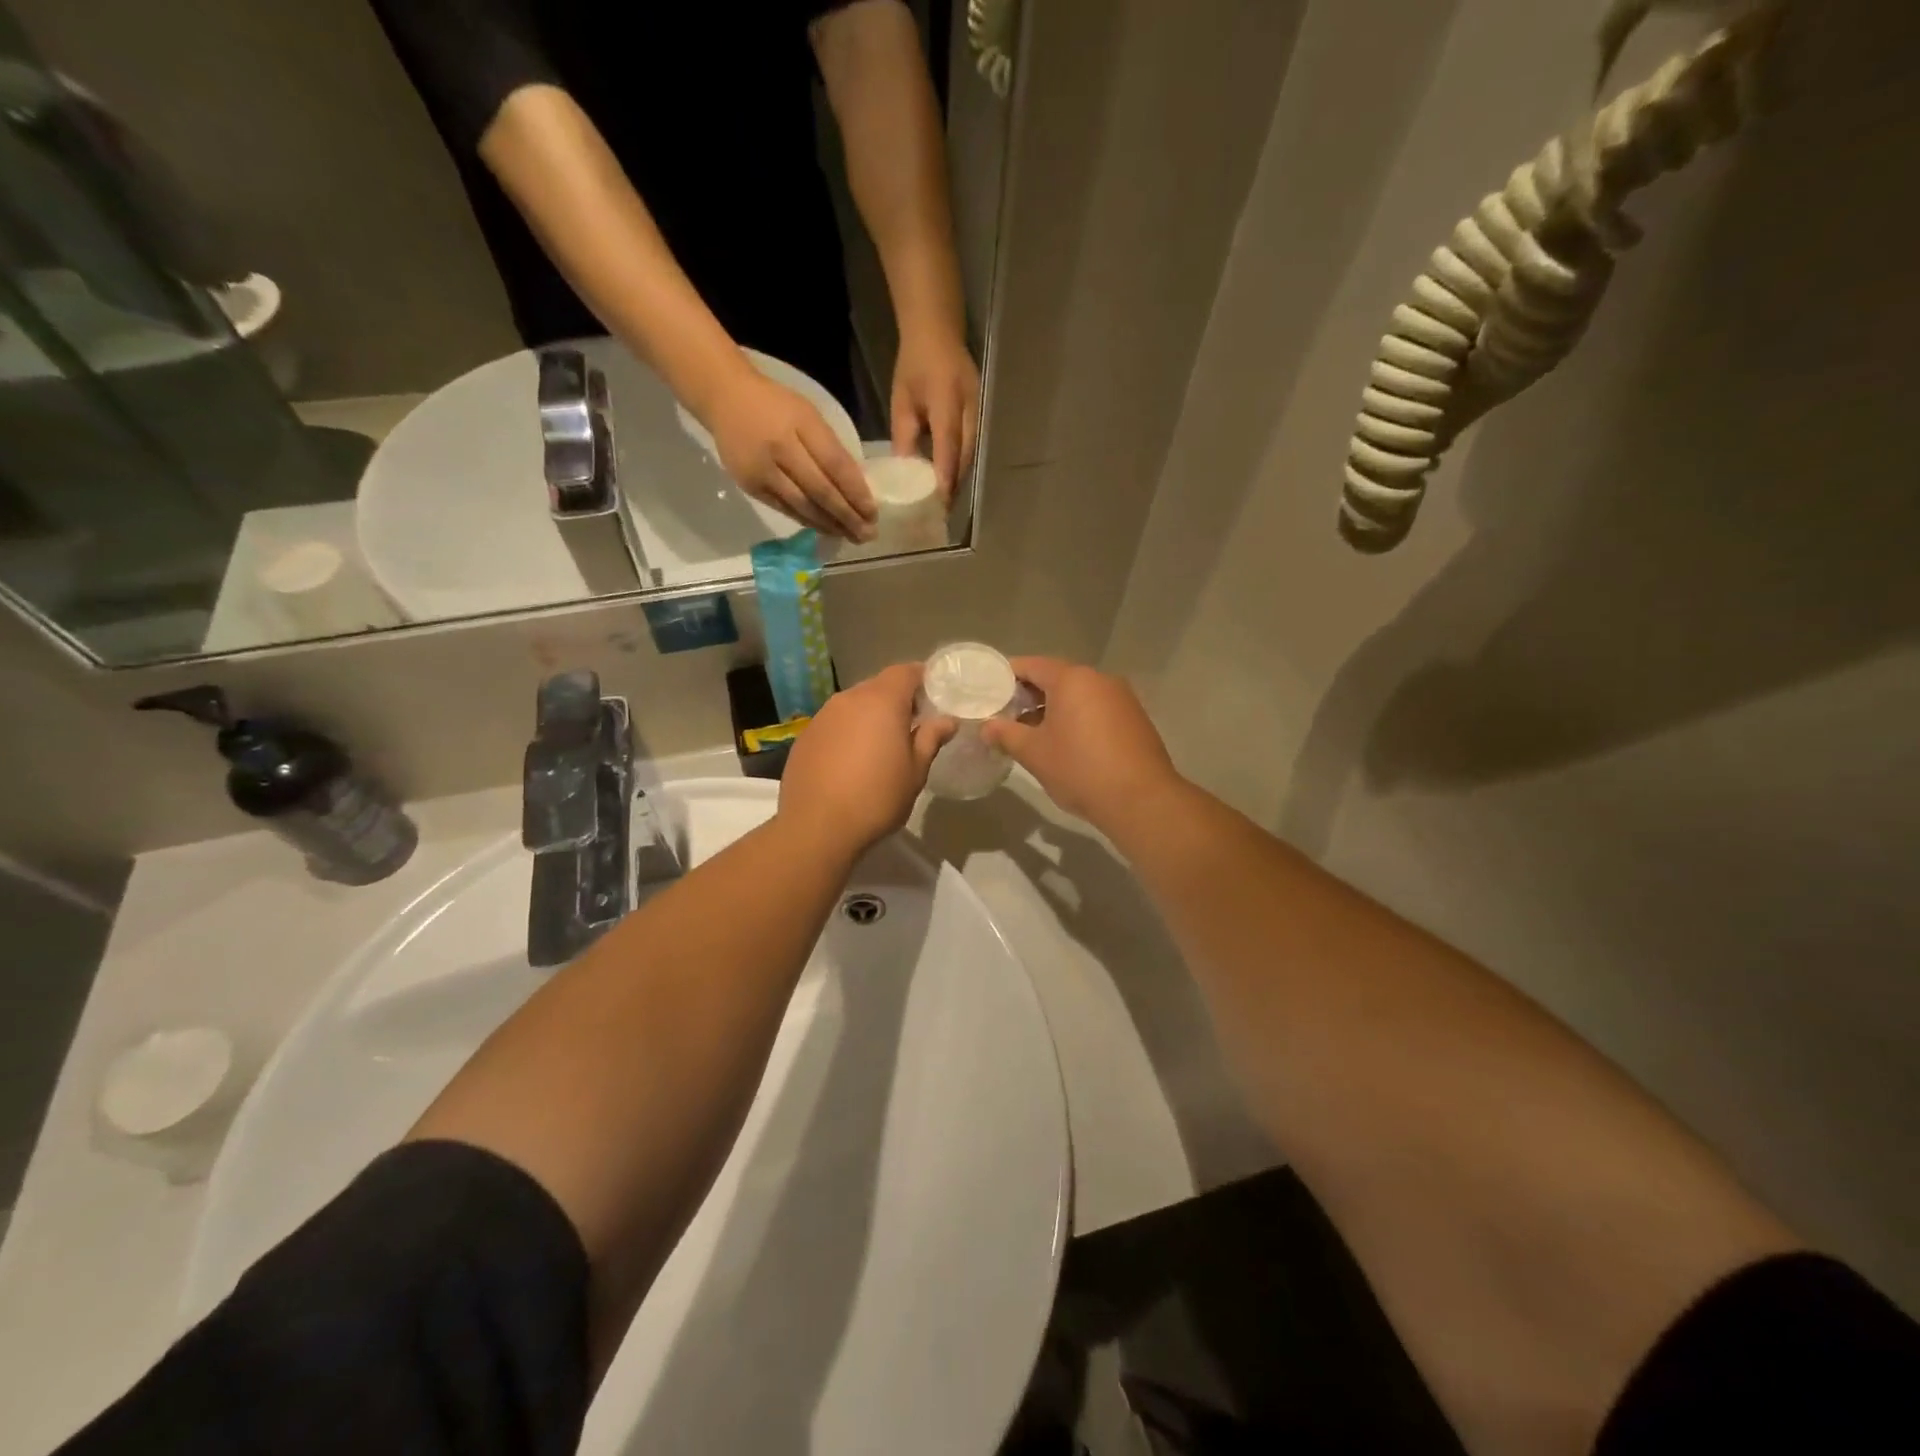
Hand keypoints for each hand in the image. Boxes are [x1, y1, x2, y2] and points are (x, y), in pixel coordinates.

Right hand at [708, 367, 877, 540]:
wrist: (724, 398)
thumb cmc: (775, 405)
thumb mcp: (808, 415)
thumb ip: (830, 448)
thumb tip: (856, 488)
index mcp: (800, 425)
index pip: (835, 465)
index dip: (856, 492)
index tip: (873, 512)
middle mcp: (780, 449)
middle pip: (821, 491)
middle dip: (847, 516)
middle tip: (868, 534)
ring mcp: (763, 471)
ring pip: (803, 506)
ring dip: (830, 525)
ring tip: (851, 537)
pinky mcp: (751, 487)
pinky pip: (786, 509)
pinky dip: (808, 521)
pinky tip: (826, 529)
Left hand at [779, 664, 955, 856]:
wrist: (816, 827)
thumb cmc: (877, 798)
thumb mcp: (915, 771)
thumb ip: (931, 739)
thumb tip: (947, 720)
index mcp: (882, 701)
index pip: (906, 671)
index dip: (922, 679)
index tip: (935, 697)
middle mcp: (849, 699)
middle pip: (879, 685)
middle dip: (897, 699)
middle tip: (913, 725)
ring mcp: (823, 716)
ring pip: (854, 704)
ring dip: (870, 716)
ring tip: (881, 745)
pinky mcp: (806, 736)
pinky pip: (835, 723)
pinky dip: (848, 732)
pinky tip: (851, 761)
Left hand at [891, 325, 979, 500]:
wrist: (938, 331)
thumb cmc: (914, 365)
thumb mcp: (902, 401)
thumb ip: (905, 436)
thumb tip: (904, 471)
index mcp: (947, 404)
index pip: (948, 450)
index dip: (944, 479)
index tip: (938, 505)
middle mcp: (969, 411)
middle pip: (964, 458)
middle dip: (953, 486)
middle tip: (939, 512)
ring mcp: (978, 412)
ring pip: (971, 455)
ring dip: (958, 479)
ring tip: (945, 501)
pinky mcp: (979, 414)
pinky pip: (972, 446)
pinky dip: (961, 465)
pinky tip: (950, 478)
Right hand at [982, 658, 1182, 829]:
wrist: (1141, 799)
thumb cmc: (1080, 769)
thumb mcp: (1034, 753)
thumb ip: (1006, 734)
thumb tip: (987, 727)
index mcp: (1072, 679)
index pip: (1032, 665)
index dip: (1007, 676)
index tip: (990, 693)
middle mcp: (1100, 679)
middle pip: (1057, 678)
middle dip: (1030, 695)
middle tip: (1007, 716)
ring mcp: (1122, 698)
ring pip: (1079, 695)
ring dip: (1055, 709)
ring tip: (1033, 733)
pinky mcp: (1135, 719)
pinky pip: (1098, 709)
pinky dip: (1078, 718)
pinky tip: (1067, 744)